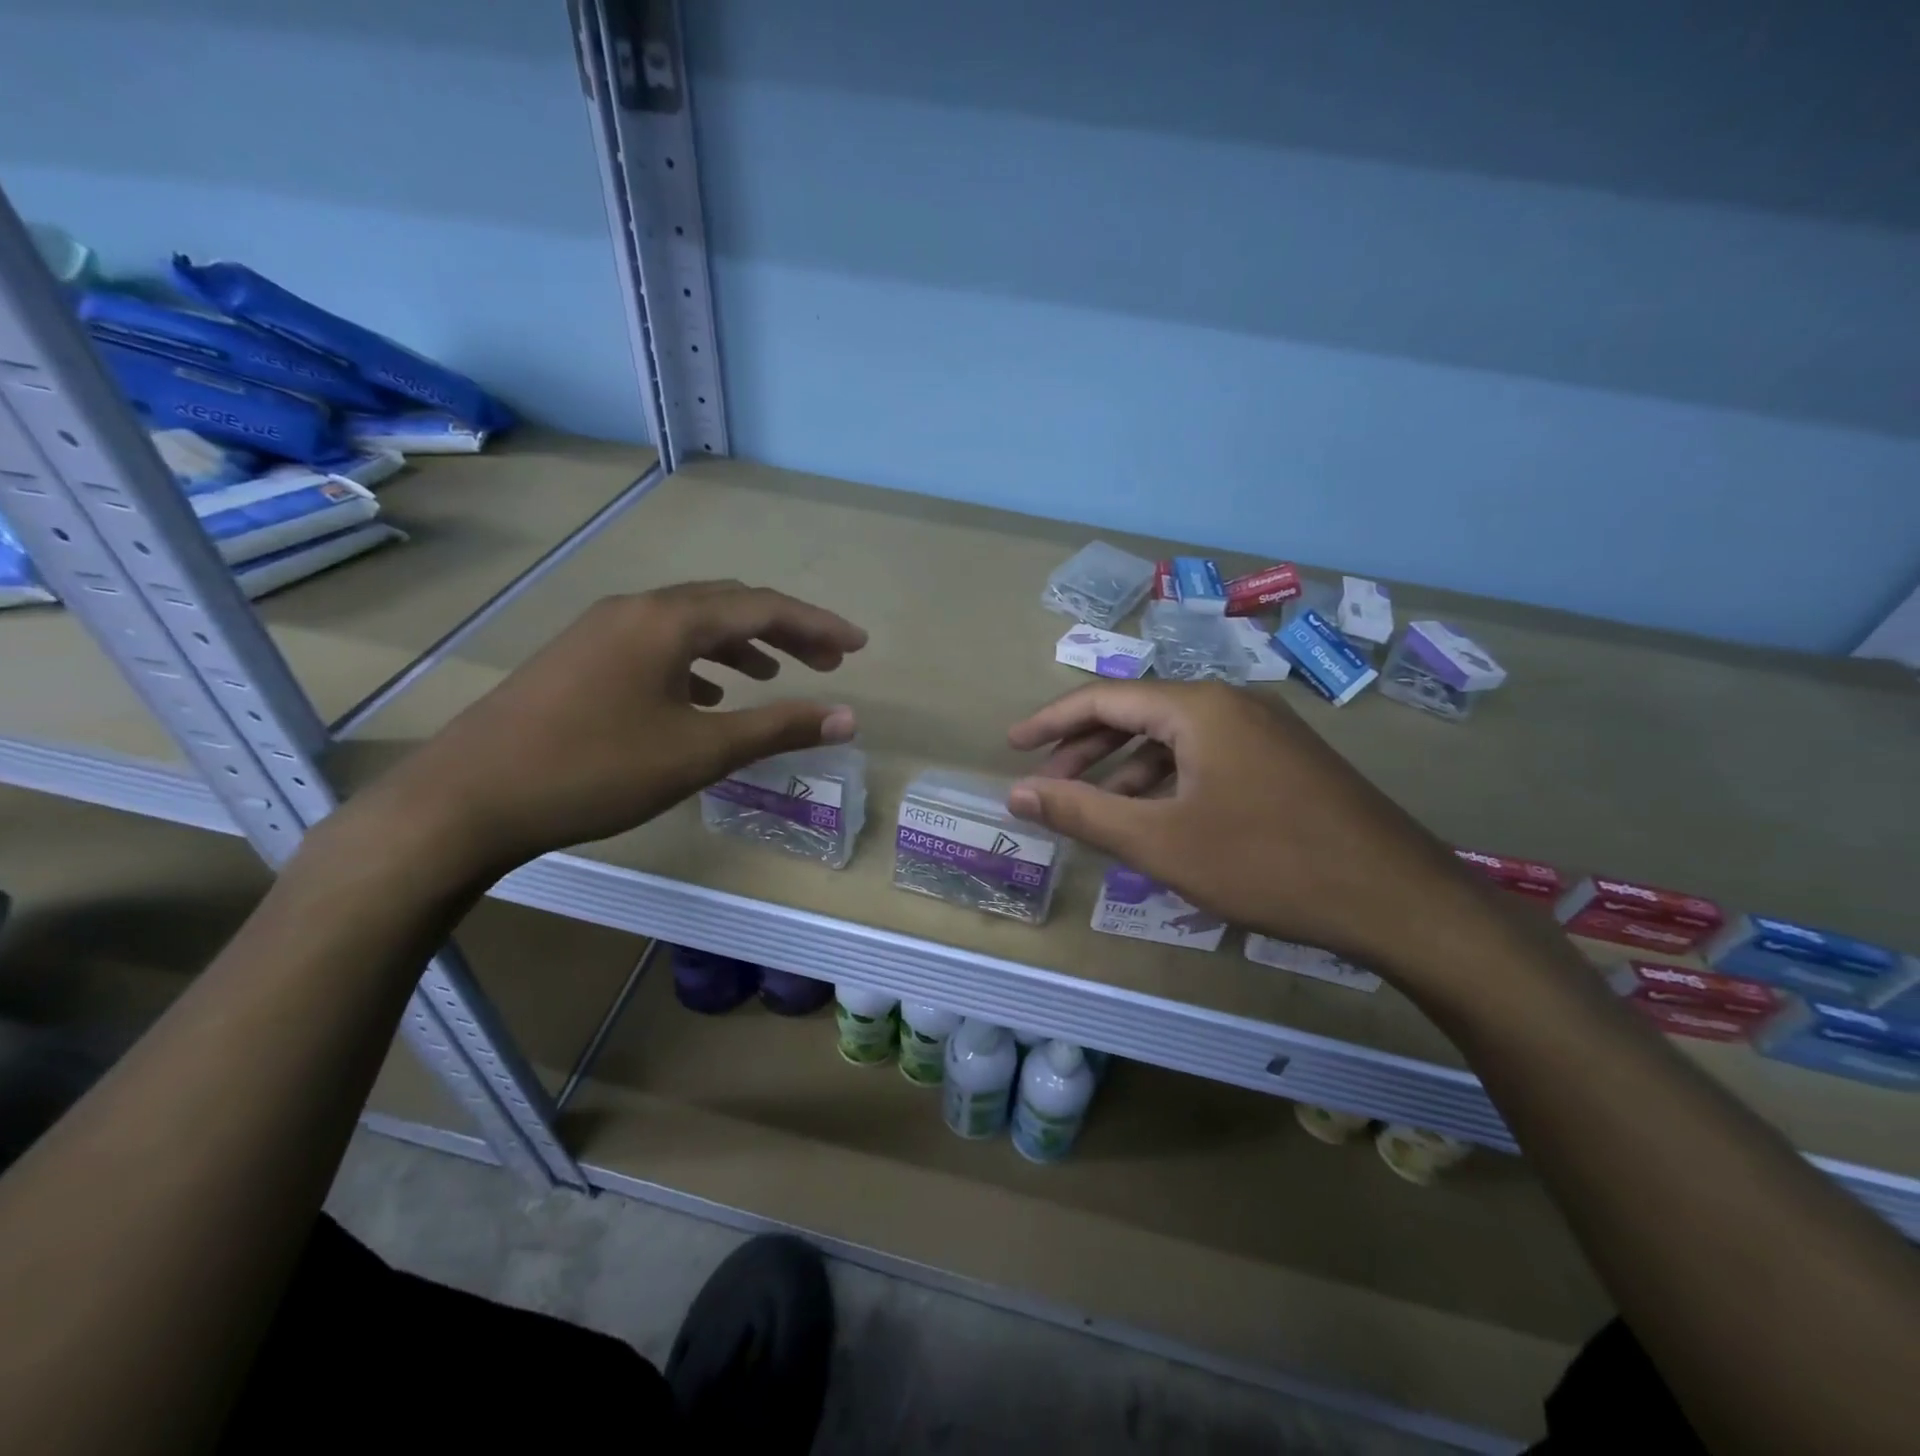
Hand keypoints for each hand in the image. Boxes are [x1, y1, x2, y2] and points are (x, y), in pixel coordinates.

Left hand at [358, 582, 865, 874]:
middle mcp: (636, 610)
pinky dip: (696, 663)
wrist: (468, 799)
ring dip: (740, 645)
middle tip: (826, 661)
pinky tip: (704, 697)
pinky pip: (656, 646)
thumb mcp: (700, 752)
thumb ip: (777, 728)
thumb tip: (846, 716)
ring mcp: (601, 631)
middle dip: (783, 631)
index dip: (818, 625)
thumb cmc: (596, 769)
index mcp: (668, 620)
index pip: (764, 607)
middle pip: (728, 606)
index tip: (858, 645)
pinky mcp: (579, 658)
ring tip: (772, 677)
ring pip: (689, 624)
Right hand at [1006, 681, 1498, 978]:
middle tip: (1046, 784)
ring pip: (1176, 741)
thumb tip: (1017, 792)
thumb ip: (1083, 811)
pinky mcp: (1287, 763)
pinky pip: (1208, 760)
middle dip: (1087, 750)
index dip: (1052, 722)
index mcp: (1199, 708)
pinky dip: (1170, 784)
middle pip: (1139, 715)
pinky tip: (1159, 823)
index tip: (1012, 746)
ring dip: (1128, 771)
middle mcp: (1233, 704)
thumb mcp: (1160, 842)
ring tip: (1096, 811)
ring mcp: (1266, 732)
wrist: (1399, 900)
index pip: (1105, 698)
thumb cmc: (1267, 864)